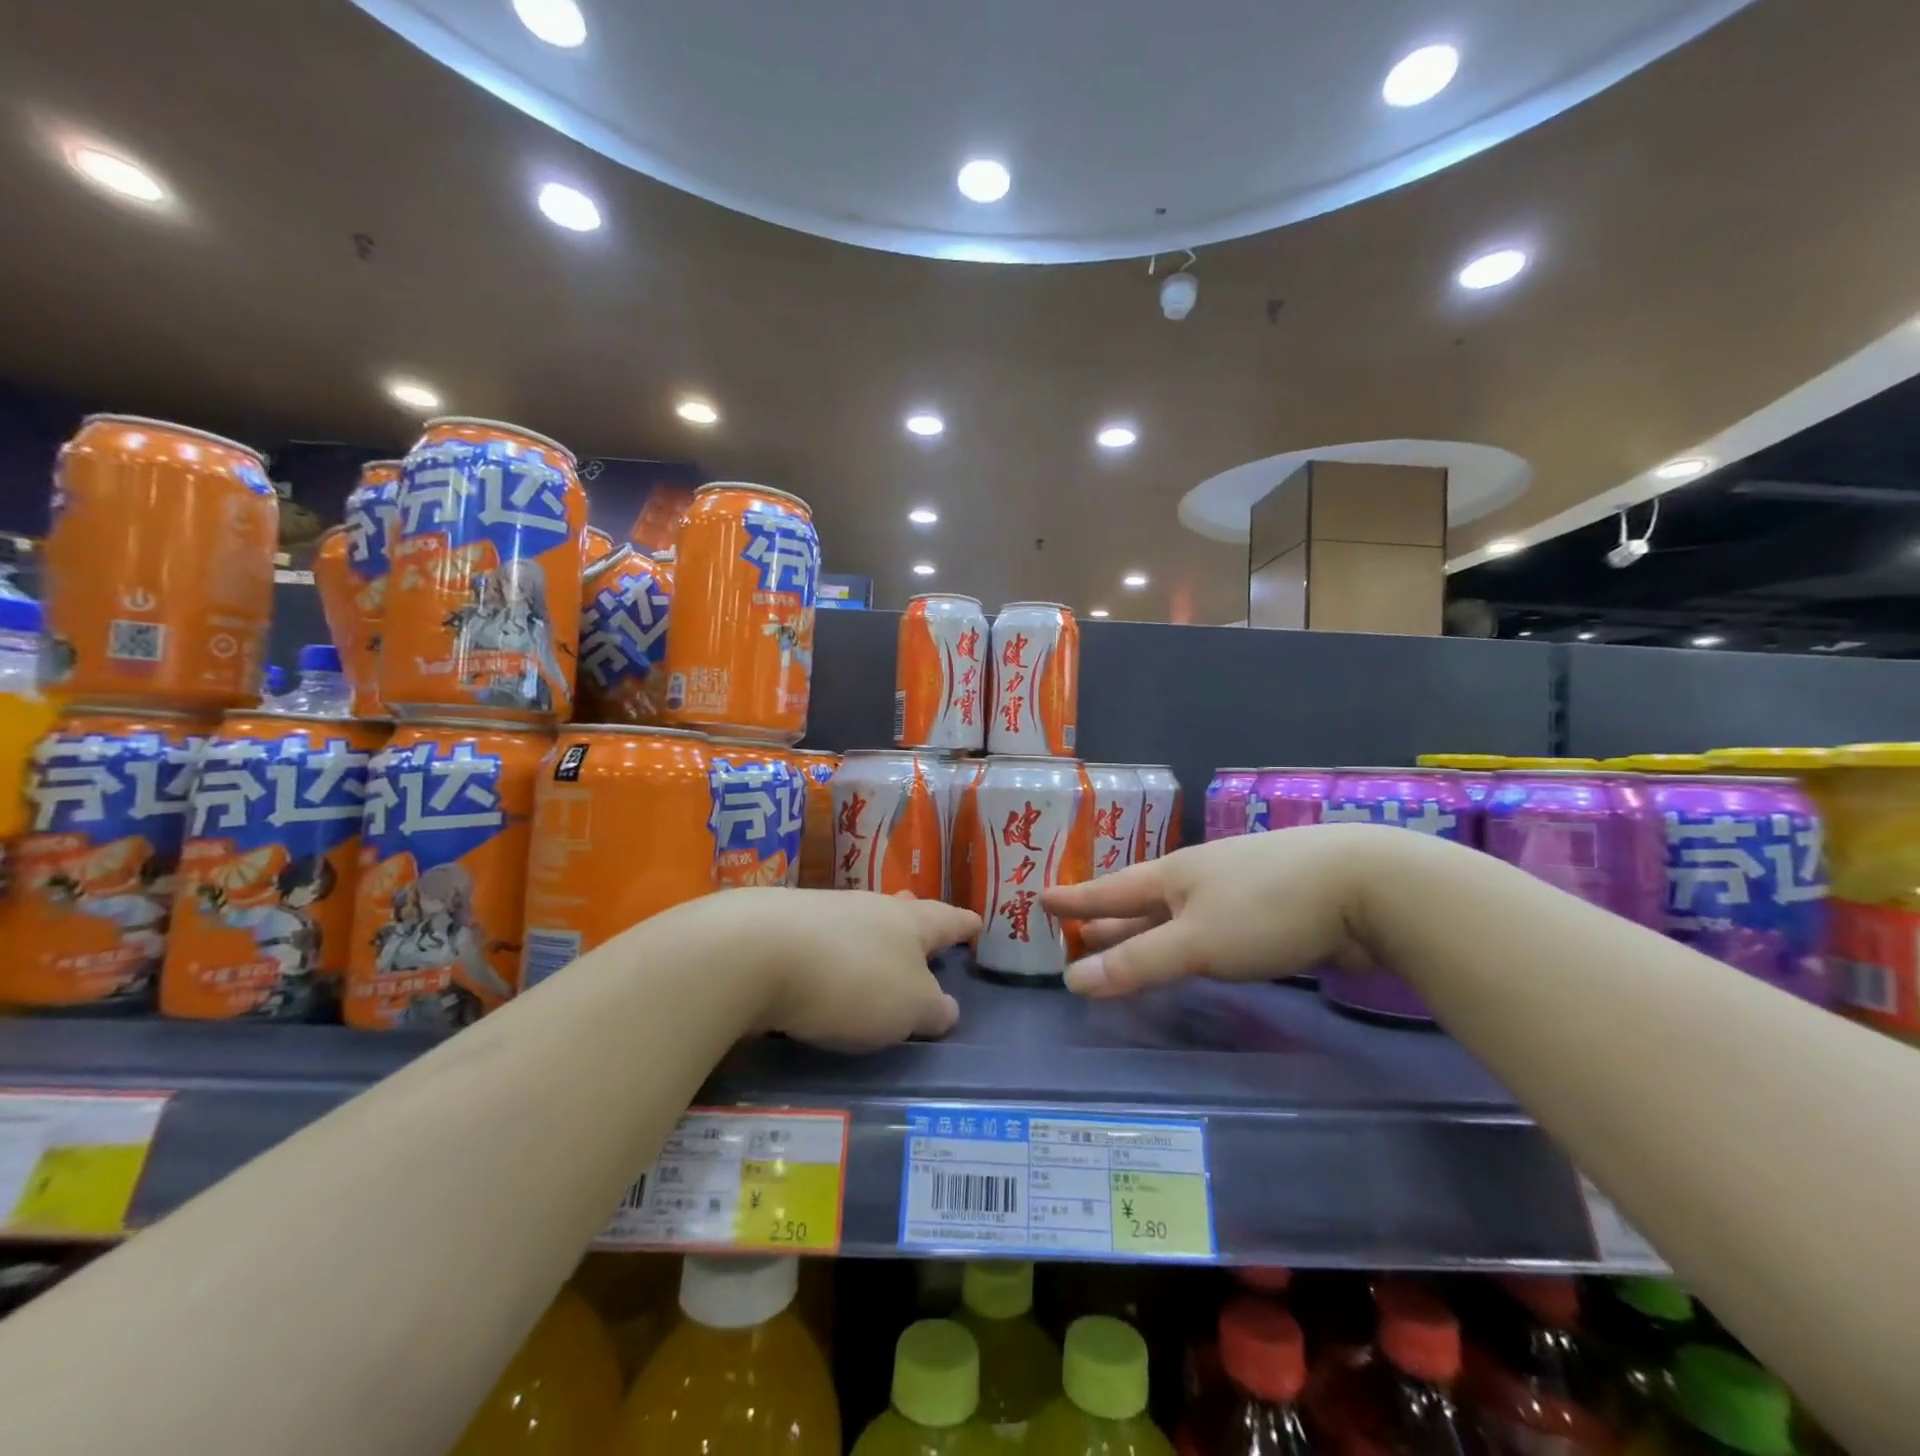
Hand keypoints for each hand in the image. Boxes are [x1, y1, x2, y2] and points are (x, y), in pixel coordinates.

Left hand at [722, 888, 979, 1049]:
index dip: (964, 924)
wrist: (755, 953)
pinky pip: (822, 938)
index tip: (977, 922)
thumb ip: (932, 1009)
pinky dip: (834, 950)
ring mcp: (823, 912)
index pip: (948, 919)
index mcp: (909, 922)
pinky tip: (824, 965)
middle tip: (925, 924)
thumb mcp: (907, 1007)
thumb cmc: (852, 980)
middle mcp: (870, 907)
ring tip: (877, 948)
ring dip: (872, 935)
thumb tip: (948, 1008)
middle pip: (901, 911)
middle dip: (915, 921)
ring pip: (859, 922)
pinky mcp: (782, 927)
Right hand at [1039, 823, 1400, 996]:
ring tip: (1120, 943)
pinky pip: (1211, 927)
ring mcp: (1237, 890)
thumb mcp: (1194, 942)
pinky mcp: (1272, 910)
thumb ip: (1135, 963)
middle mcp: (1199, 878)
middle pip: (1141, 901)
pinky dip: (1188, 941)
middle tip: (1074, 932)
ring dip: (1146, 930)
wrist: (1365, 887)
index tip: (1041, 897)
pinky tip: (1191, 950)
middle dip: (1107, 918)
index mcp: (1174, 876)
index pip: (1110, 889)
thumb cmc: (1266, 908)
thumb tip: (1071, 980)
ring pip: (1178, 914)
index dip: (1075, 898)